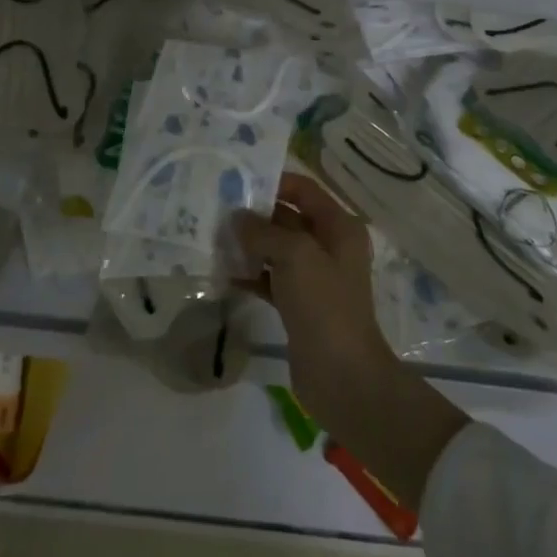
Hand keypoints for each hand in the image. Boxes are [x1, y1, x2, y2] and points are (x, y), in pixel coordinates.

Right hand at [232, 173, 398, 435]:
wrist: (343, 376)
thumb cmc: (324, 305)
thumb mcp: (295, 256)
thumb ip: (264, 231)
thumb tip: (237, 218)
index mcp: (339, 228)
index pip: (304, 190)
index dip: (274, 181)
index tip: (237, 180)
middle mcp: (329, 247)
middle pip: (288, 218)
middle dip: (255, 214)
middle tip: (216, 209)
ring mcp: (314, 277)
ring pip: (276, 249)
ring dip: (249, 245)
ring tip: (213, 238)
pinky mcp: (299, 304)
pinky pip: (270, 278)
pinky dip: (250, 274)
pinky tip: (223, 273)